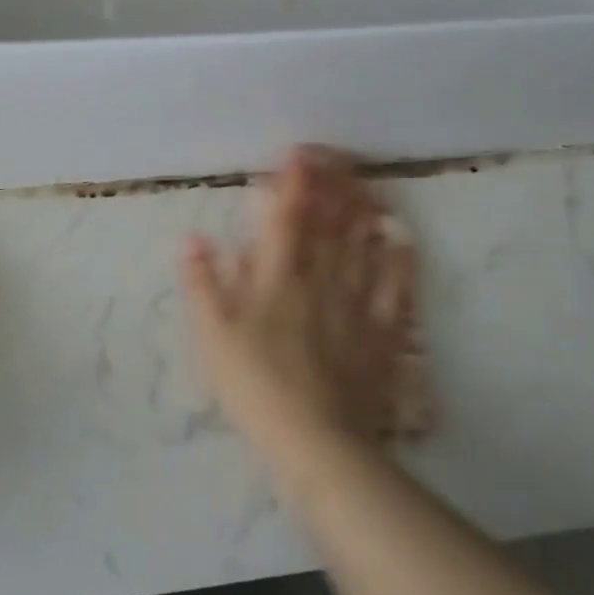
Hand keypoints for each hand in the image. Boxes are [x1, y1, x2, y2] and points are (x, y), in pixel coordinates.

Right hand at [183, 147, 427, 465]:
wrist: (316, 442)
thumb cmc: (255, 385)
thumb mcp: (213, 335)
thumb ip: (202, 283)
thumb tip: (192, 238)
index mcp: (279, 278)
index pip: (287, 219)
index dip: (293, 183)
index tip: (298, 153)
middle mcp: (322, 280)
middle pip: (330, 224)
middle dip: (333, 186)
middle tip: (338, 157)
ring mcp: (357, 305)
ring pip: (364, 247)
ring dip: (365, 211)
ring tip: (368, 183)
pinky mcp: (383, 334)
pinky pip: (396, 288)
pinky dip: (398, 260)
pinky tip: (401, 239)